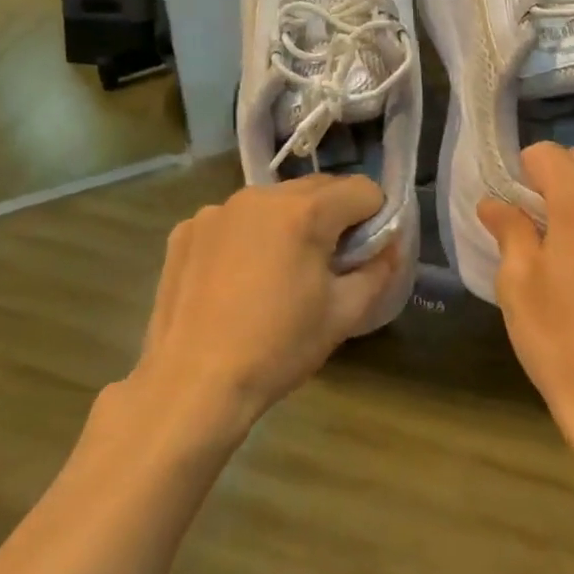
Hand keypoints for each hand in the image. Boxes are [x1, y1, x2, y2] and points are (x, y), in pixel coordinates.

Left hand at [128, 175, 404, 437]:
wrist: (194, 383)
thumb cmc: (278, 349)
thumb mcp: (344, 314)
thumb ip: (378, 270)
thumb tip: (387, 246)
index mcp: (303, 213)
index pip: (362, 190)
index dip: (375, 219)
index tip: (365, 255)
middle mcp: (258, 197)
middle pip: (317, 189)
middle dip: (333, 218)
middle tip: (327, 266)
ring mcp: (216, 211)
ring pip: (273, 204)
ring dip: (289, 225)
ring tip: (278, 274)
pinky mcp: (186, 231)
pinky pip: (235, 221)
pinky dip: (248, 238)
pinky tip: (237, 280)